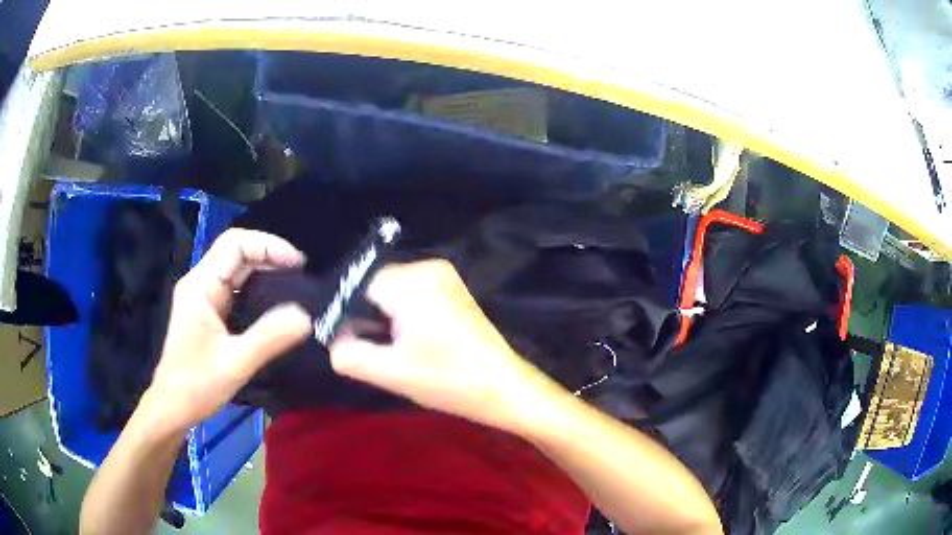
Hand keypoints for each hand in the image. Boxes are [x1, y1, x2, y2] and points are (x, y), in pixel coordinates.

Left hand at [143, 229, 312, 434]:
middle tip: (302, 276)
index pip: (235, 243)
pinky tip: (275, 303)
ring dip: (266, 272)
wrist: (172, 408)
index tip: (298, 264)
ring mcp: (203, 298)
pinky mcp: (209, 313)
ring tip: (295, 285)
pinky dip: (259, 289)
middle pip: (237, 252)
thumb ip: (269, 338)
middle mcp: (201, 283)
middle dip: (270, 256)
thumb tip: (306, 317)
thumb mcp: (235, 363)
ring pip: (237, 270)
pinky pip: (237, 289)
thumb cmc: (196, 385)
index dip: (268, 245)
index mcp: (201, 285)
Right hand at [330, 260, 555, 430]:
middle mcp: (428, 266)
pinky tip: (416, 342)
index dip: (348, 315)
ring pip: (393, 292)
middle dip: (368, 318)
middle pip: (376, 287)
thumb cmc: (448, 381)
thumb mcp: (389, 373)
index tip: (352, 345)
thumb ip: (348, 354)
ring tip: (398, 350)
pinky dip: (404, 315)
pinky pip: (412, 293)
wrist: (504, 386)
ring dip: (386, 318)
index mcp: (412, 282)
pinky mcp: (453, 287)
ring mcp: (444, 274)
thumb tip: (333, 339)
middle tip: (378, 351)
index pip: (358, 286)